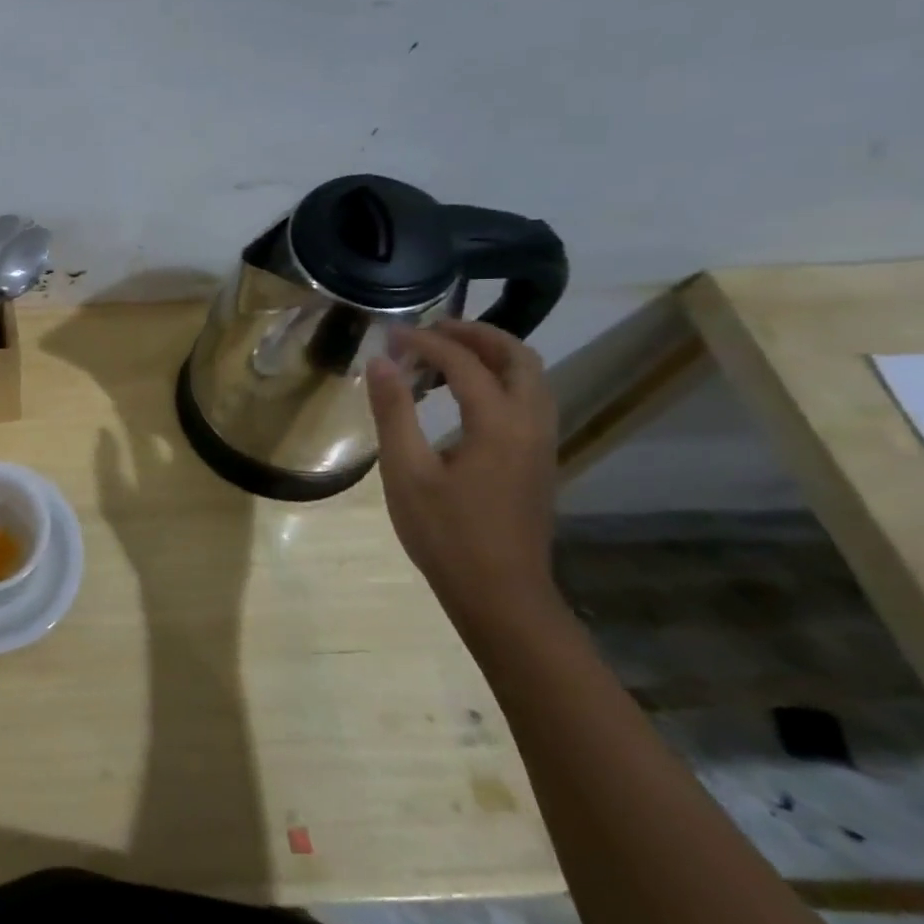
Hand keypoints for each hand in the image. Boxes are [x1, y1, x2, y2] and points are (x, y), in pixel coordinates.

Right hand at [367, 321, 562, 633]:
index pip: (465, 363)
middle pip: (518, 357)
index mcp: (499, 424)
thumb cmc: (445, 534)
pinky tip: (464, 397)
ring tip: (446, 355)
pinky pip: (529, 399)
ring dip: (492, 355)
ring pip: (531, 378)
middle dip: (475, 334)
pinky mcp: (539, 461)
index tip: (391, 334)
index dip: (427, 342)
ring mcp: (542, 443)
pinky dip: (501, 379)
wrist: (500, 594)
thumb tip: (381, 362)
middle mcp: (531, 424)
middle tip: (431, 329)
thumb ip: (394, 412)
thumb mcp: (406, 472)